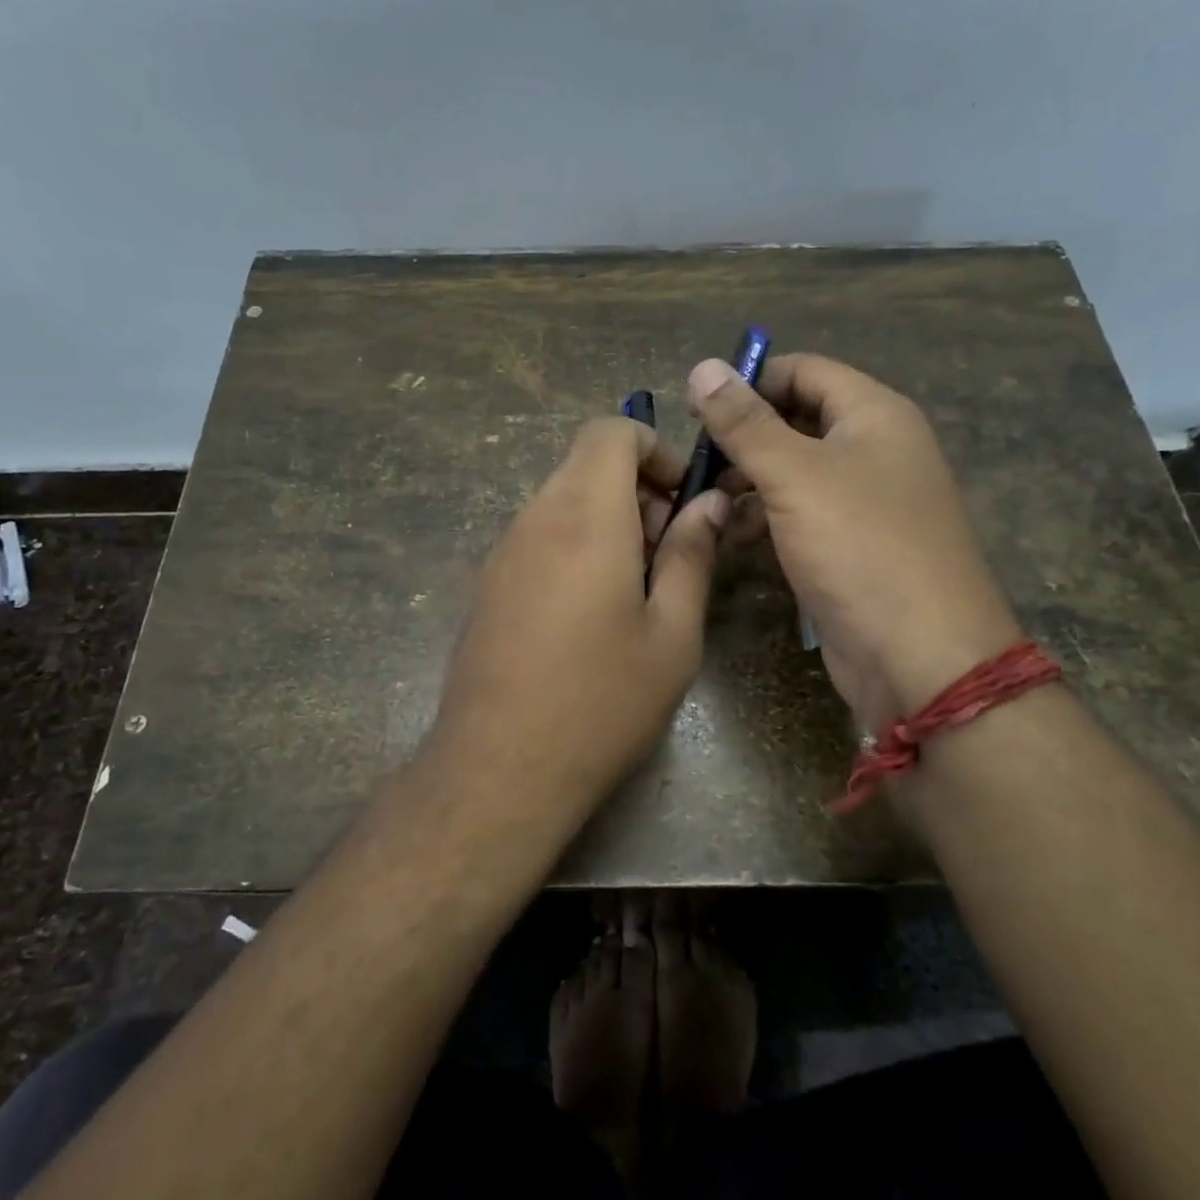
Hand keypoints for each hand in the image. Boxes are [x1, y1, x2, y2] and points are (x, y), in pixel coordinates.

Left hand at [428, 417, 729, 827]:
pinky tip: (592, 613)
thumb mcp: (671, 633)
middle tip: (670, 555)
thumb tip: (709, 503)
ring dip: (609, 521)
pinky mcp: (489, 582)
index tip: (681, 499)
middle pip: (587, 464)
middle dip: (638, 490)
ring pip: (564, 500)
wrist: (499, 768)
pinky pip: (540, 535)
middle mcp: (536, 518)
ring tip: (638, 590)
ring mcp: (504, 550)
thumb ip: (691, 555)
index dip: (653, 447)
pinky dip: (576, 544)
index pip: (609, 431)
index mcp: (585, 516)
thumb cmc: (602, 700)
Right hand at [688, 353, 1019, 733]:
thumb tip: (702, 367)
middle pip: (797, 419)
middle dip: (744, 436)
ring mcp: (865, 501)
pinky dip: (766, 517)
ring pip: (794, 470)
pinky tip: (733, 534)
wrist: (922, 658)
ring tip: (706, 500)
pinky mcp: (851, 546)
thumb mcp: (794, 475)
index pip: (803, 370)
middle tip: (695, 462)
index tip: (698, 410)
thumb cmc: (860, 547)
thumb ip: (745, 422)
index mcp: (874, 414)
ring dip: (749, 479)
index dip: (751, 381)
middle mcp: (874, 449)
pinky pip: (801, 514)